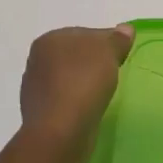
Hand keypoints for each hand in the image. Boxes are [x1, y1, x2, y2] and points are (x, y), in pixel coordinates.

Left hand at [18, 25, 134, 147]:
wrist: (59, 133)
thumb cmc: (82, 83)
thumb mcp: (108, 53)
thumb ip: (117, 39)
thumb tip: (125, 29)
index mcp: (49, 40)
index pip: (85, 33)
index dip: (107, 42)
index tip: (123, 55)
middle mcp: (38, 61)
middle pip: (76, 56)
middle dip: (95, 63)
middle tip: (116, 74)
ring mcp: (37, 89)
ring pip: (70, 79)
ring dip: (86, 84)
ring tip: (105, 94)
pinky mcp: (42, 114)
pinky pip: (67, 100)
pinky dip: (79, 103)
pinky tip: (91, 109)